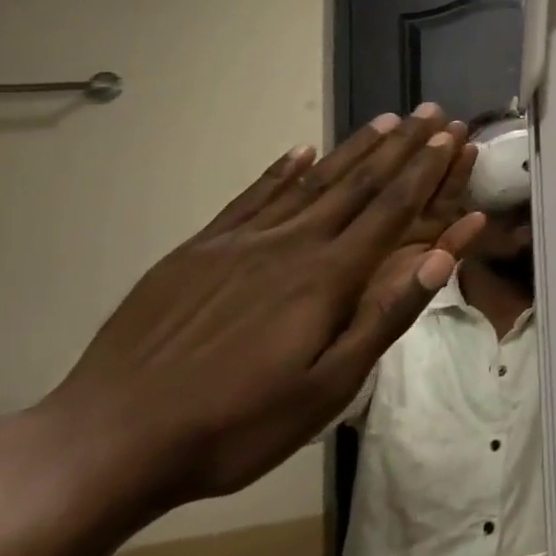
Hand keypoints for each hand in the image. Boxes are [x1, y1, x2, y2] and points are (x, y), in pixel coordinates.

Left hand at [36, 106, 486, 517]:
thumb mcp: (328, 387)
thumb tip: (442, 257)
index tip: (450, 136)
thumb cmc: (236, 425)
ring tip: (386, 119)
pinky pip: (251, 198)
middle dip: (402, 145)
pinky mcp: (197, 251)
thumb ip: (387, 315)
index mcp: (328, 276)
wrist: (106, 443)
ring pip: (311, 181)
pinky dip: (281, 170)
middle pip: (359, 183)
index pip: (391, 209)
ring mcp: (240, 243)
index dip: (425, 170)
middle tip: (431, 112)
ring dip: (354, 148)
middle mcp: (292, 244)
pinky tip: (299, 151)